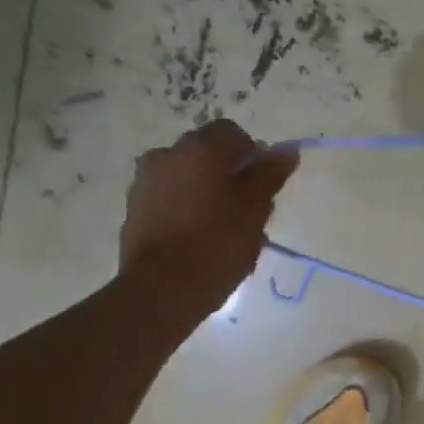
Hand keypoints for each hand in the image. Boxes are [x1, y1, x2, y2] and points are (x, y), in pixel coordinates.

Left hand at [118, 120, 297, 323]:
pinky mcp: (135, 206)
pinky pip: (171, 196)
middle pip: (209, 154)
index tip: (264, 191)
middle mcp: (167, 154)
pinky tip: (200, 239)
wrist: (161, 289)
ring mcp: (146, 180)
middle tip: (250, 214)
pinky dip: (188, 208)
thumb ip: (270, 175)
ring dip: (210, 193)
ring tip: (226, 231)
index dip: (254, 158)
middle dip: (232, 176)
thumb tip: (288, 149)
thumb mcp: (254, 210)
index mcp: (200, 149)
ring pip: (190, 176)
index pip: (234, 134)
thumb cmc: (217, 246)